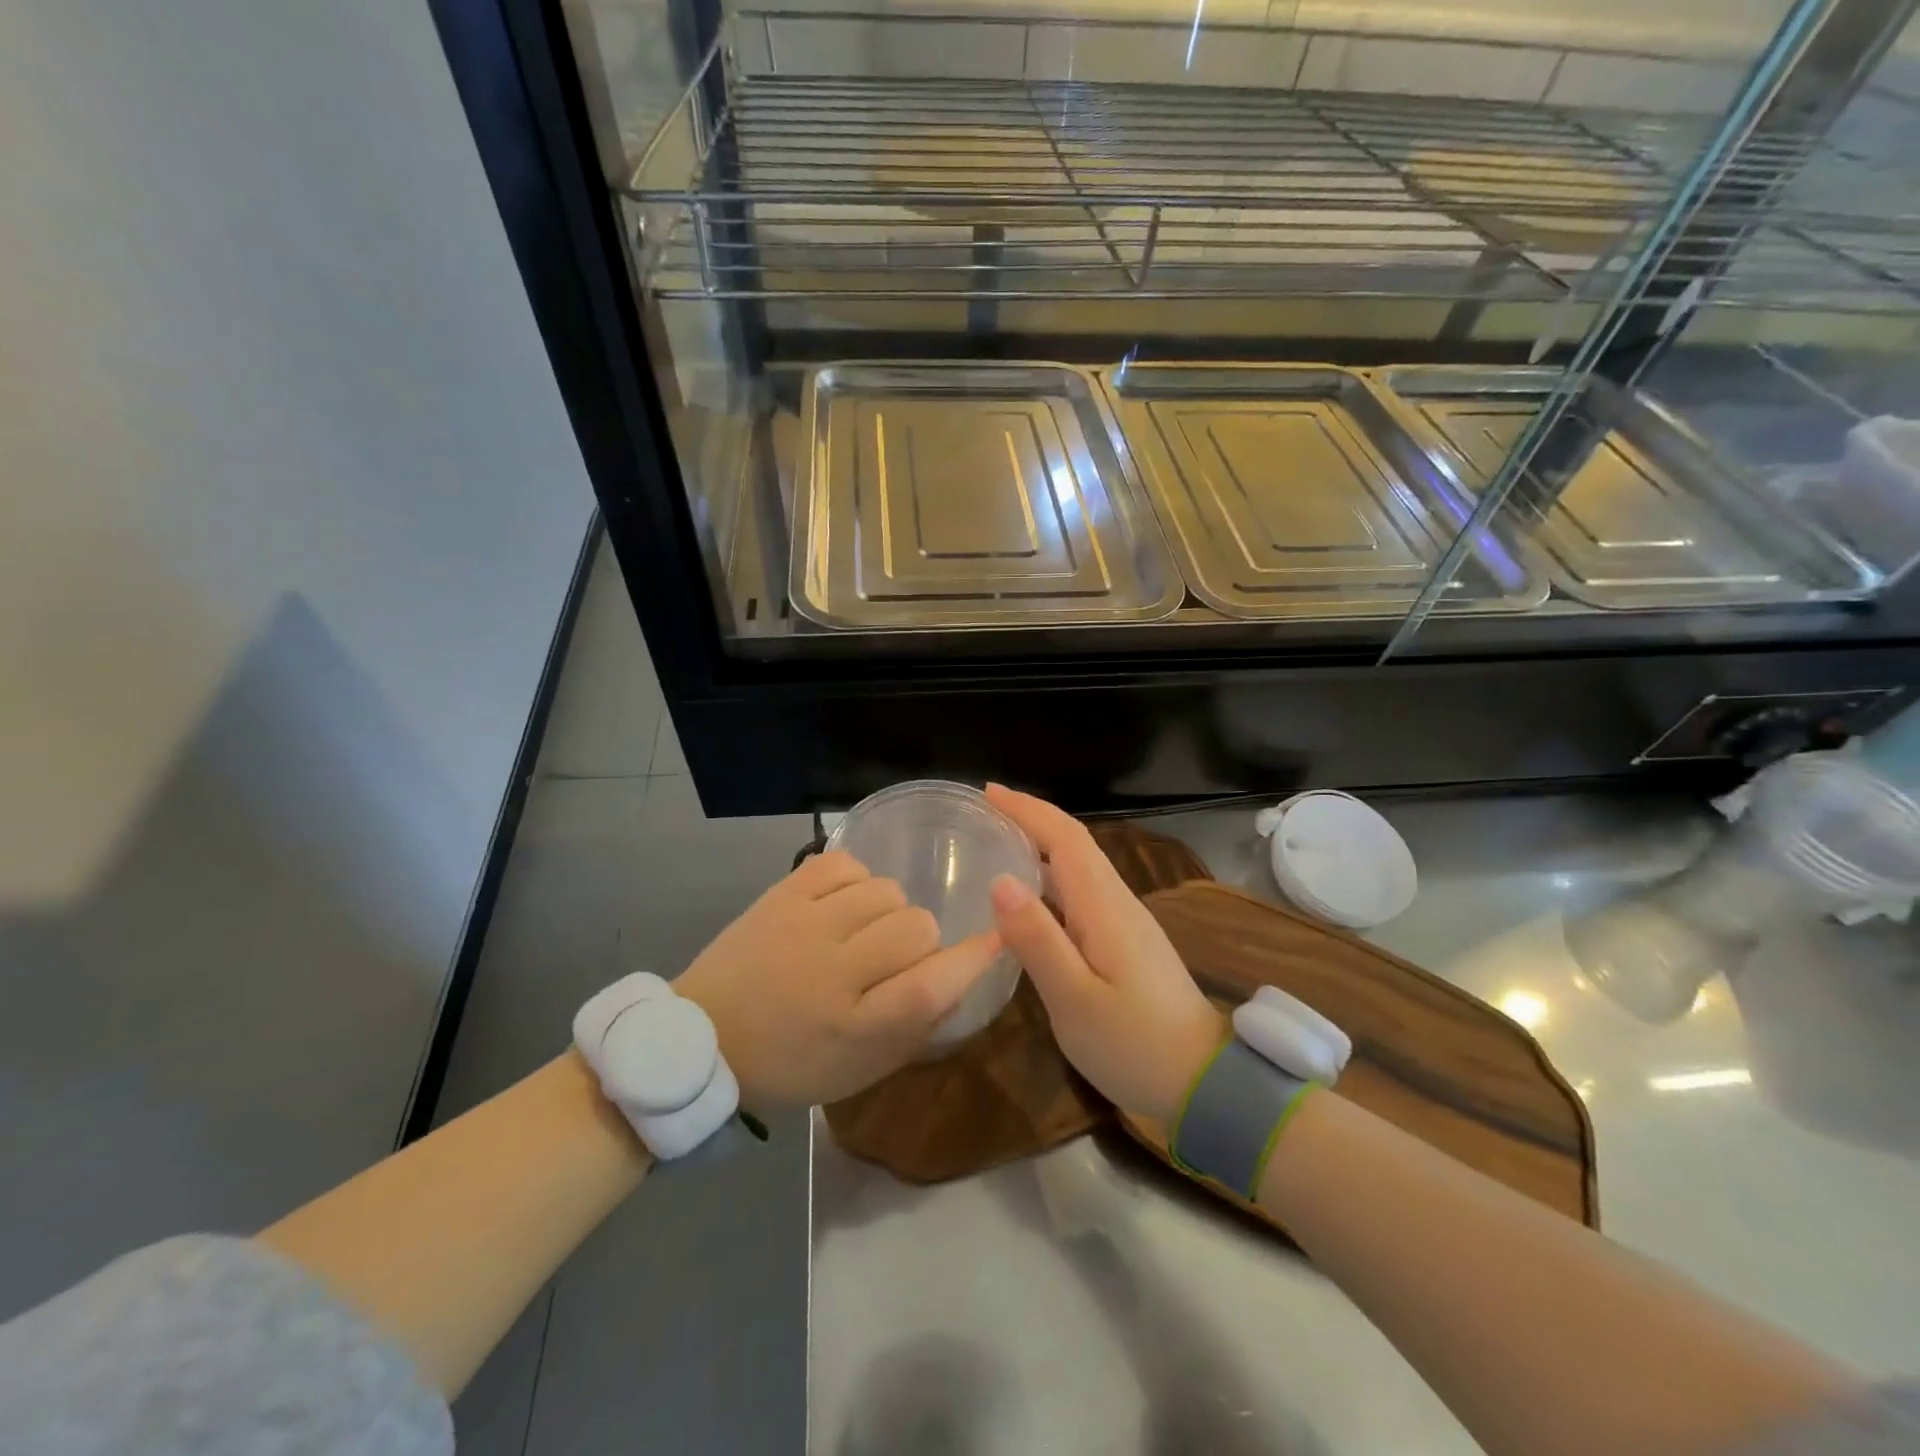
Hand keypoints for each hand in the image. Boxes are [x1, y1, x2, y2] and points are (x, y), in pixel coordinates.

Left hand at [675, 850, 1001, 1105]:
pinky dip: (855, 881)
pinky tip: (842, 904)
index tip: (997, 938)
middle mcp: (832, 971)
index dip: (971, 961)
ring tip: (862, 930)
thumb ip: (915, 1027)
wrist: (703, 1038)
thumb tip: (962, 976)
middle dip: (920, 942)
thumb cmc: (788, 1064)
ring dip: (888, 911)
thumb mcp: (859, 1070)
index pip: (930, 986)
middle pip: (916, 927)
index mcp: (852, 1027)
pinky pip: (845, 864)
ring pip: (886, 891)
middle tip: (892, 959)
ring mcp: (804, 924)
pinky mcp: (782, 894)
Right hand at [985, 785, 1227, 1123]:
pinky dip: (1052, 877)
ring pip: (1081, 866)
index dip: (1028, 810)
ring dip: (1042, 844)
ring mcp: (1126, 922)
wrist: (1205, 1082)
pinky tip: (1030, 897)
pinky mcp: (1127, 942)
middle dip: (1032, 818)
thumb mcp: (1074, 999)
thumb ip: (1037, 940)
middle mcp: (1118, 902)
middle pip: (1075, 844)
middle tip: (984, 811)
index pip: (1066, 839)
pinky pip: (1084, 891)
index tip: (988, 792)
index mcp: (1104, 907)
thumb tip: (1000, 881)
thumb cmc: (1135, 1044)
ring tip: (998, 842)